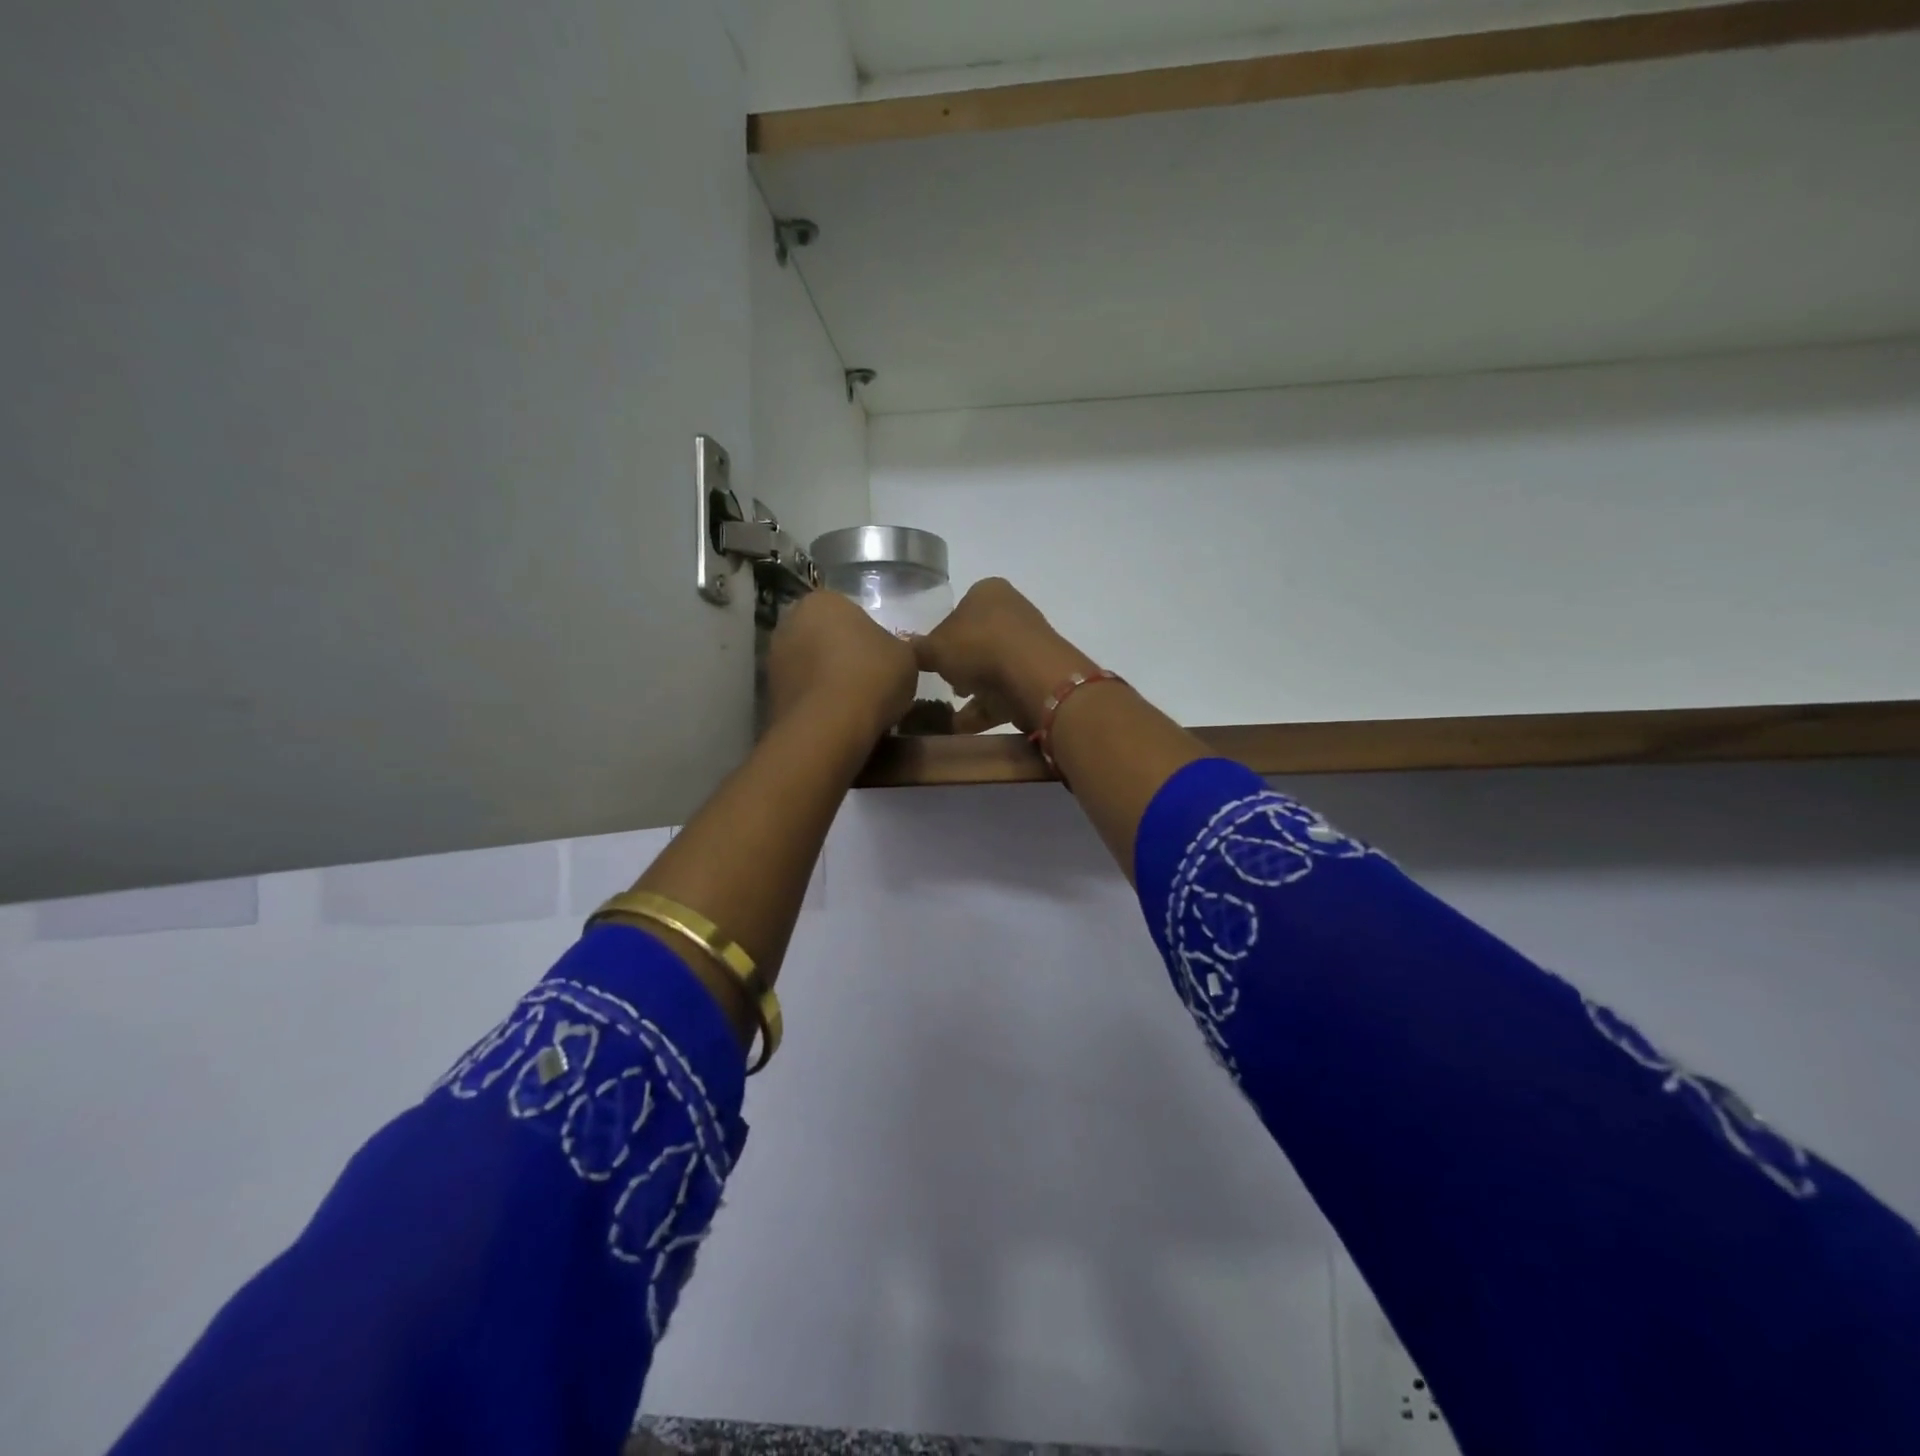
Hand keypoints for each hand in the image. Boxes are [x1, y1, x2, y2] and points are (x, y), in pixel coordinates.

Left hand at [767, 590, 917, 745]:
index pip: (849, 613)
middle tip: (870, 681)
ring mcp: (774, 658)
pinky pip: (802, 693)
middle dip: (842, 656)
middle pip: (824, 637)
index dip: (869, 637)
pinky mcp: (769, 693)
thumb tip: (887, 655)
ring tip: (855, 706)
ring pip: (810, 666)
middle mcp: (790, 622)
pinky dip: (817, 702)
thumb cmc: (872, 676)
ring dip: (827, 680)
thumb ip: (895, 648)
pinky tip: (837, 720)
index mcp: (823, 601)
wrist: (831, 725)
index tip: (883, 660)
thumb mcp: (905, 657)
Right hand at [913, 578, 1097, 733]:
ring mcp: (1029, 644)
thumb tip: (909, 650)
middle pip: (977, 641)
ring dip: (973, 689)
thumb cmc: (978, 647)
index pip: (959, 610)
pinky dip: (986, 708)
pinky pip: (1006, 691)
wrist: (1031, 676)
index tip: (933, 660)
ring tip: (952, 712)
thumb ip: (919, 649)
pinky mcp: (1039, 674)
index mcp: (988, 591)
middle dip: (960, 665)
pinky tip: (964, 726)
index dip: (942, 637)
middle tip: (946, 683)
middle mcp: (1012, 611)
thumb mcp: (935, 648)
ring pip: (993, 668)